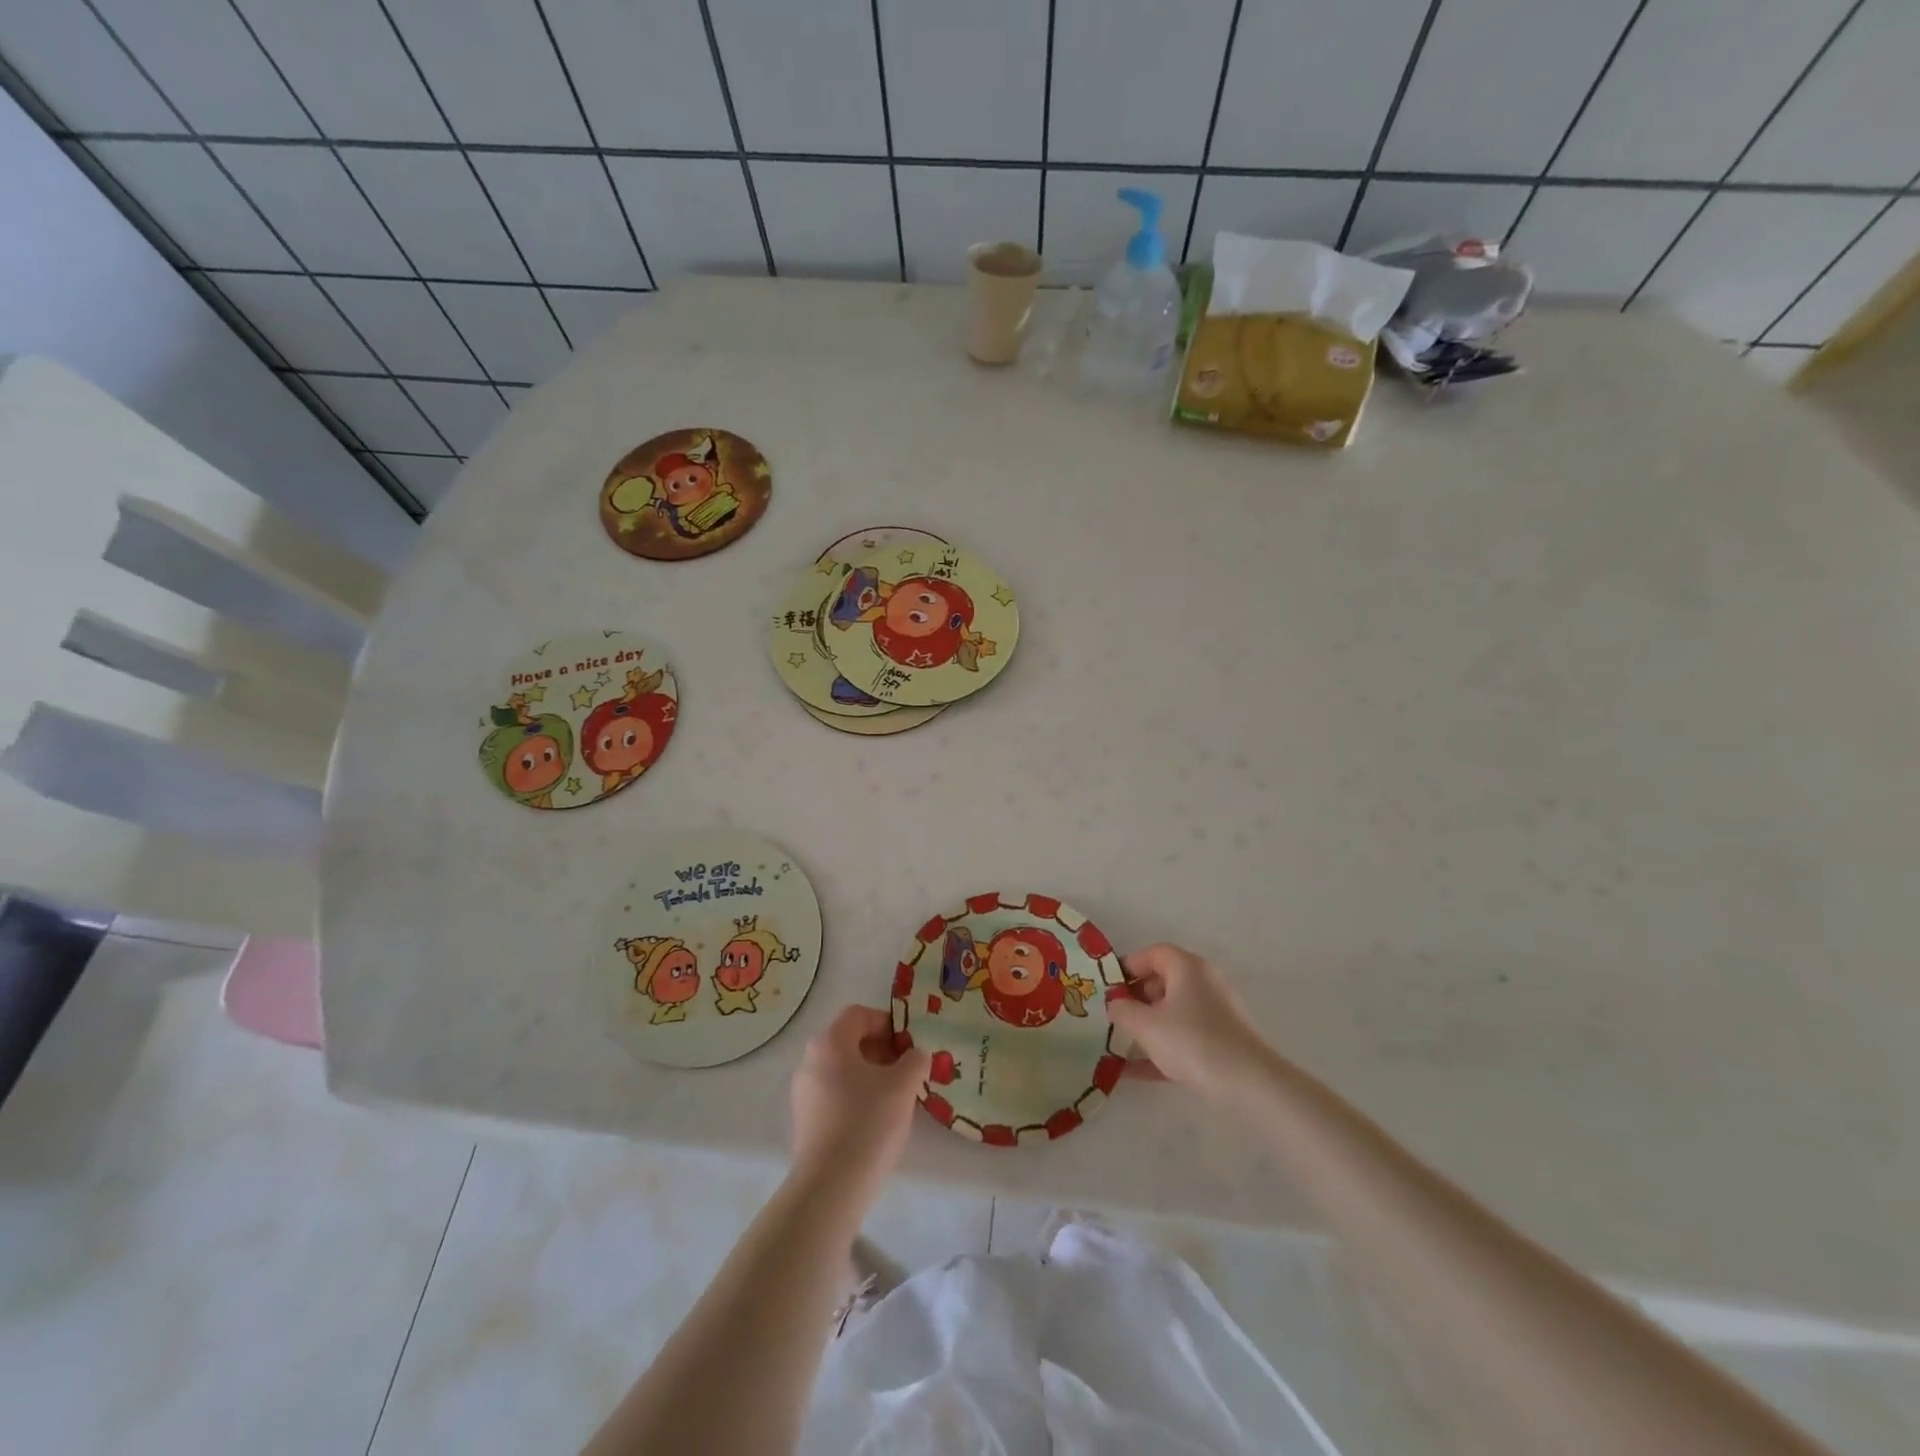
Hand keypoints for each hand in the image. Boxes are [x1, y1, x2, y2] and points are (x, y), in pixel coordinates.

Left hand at [790, 1005, 929, 1187]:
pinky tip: (877, 1120)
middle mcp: (810, 1060)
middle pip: (850, 1041)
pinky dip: (857, 1096)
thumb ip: (915, 1060)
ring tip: (897, 1097)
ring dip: (871, 1075)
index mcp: (829, 1042)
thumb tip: (917, 1054)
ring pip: (843, 1070)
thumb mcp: (903, 1085)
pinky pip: (835, 1094)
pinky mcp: (805, 1121)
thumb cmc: (868, 1122)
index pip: (860, 1015)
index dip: (888, 1023)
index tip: (910, 1045)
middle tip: (908, 1070)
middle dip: (882, 1050)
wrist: (831, 1187)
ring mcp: (804, 1092)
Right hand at [1108, 944, 1273, 1099]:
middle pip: (1163, 981)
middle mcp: (1204, 983)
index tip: (1108, 987)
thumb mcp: (1146, 1025)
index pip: (1153, 953)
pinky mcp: (1221, 1041)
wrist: (1249, 1085)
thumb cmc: (1192, 1041)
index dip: (1128, 966)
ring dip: (1147, 1025)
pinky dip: (1162, 1048)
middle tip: (1114, 1016)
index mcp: (1187, 967)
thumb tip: (1114, 1003)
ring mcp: (1215, 1013)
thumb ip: (1123, 1010)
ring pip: (1173, 1011)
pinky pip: (1184, 1037)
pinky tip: (1135, 1072)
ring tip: (1120, 1043)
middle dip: (1136, 998)